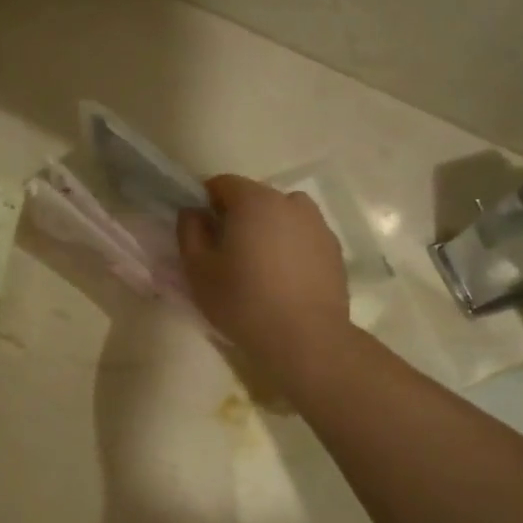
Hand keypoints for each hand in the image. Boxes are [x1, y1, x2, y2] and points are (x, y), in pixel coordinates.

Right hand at [177, 175, 354, 386]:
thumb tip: (193, 212)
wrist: (306, 338)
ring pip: (282, 215)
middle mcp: (290, 202)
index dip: (206, 202)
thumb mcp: (198, 269)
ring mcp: (317, 224)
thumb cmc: (243, 301)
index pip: (222, 183)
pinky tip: (283, 279)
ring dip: (267, 229)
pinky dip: (290, 247)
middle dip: (238, 216)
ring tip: (258, 265)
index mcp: (254, 201)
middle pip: (255, 197)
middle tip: (226, 252)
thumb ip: (189, 232)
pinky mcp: (334, 249)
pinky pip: (302, 236)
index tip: (201, 230)